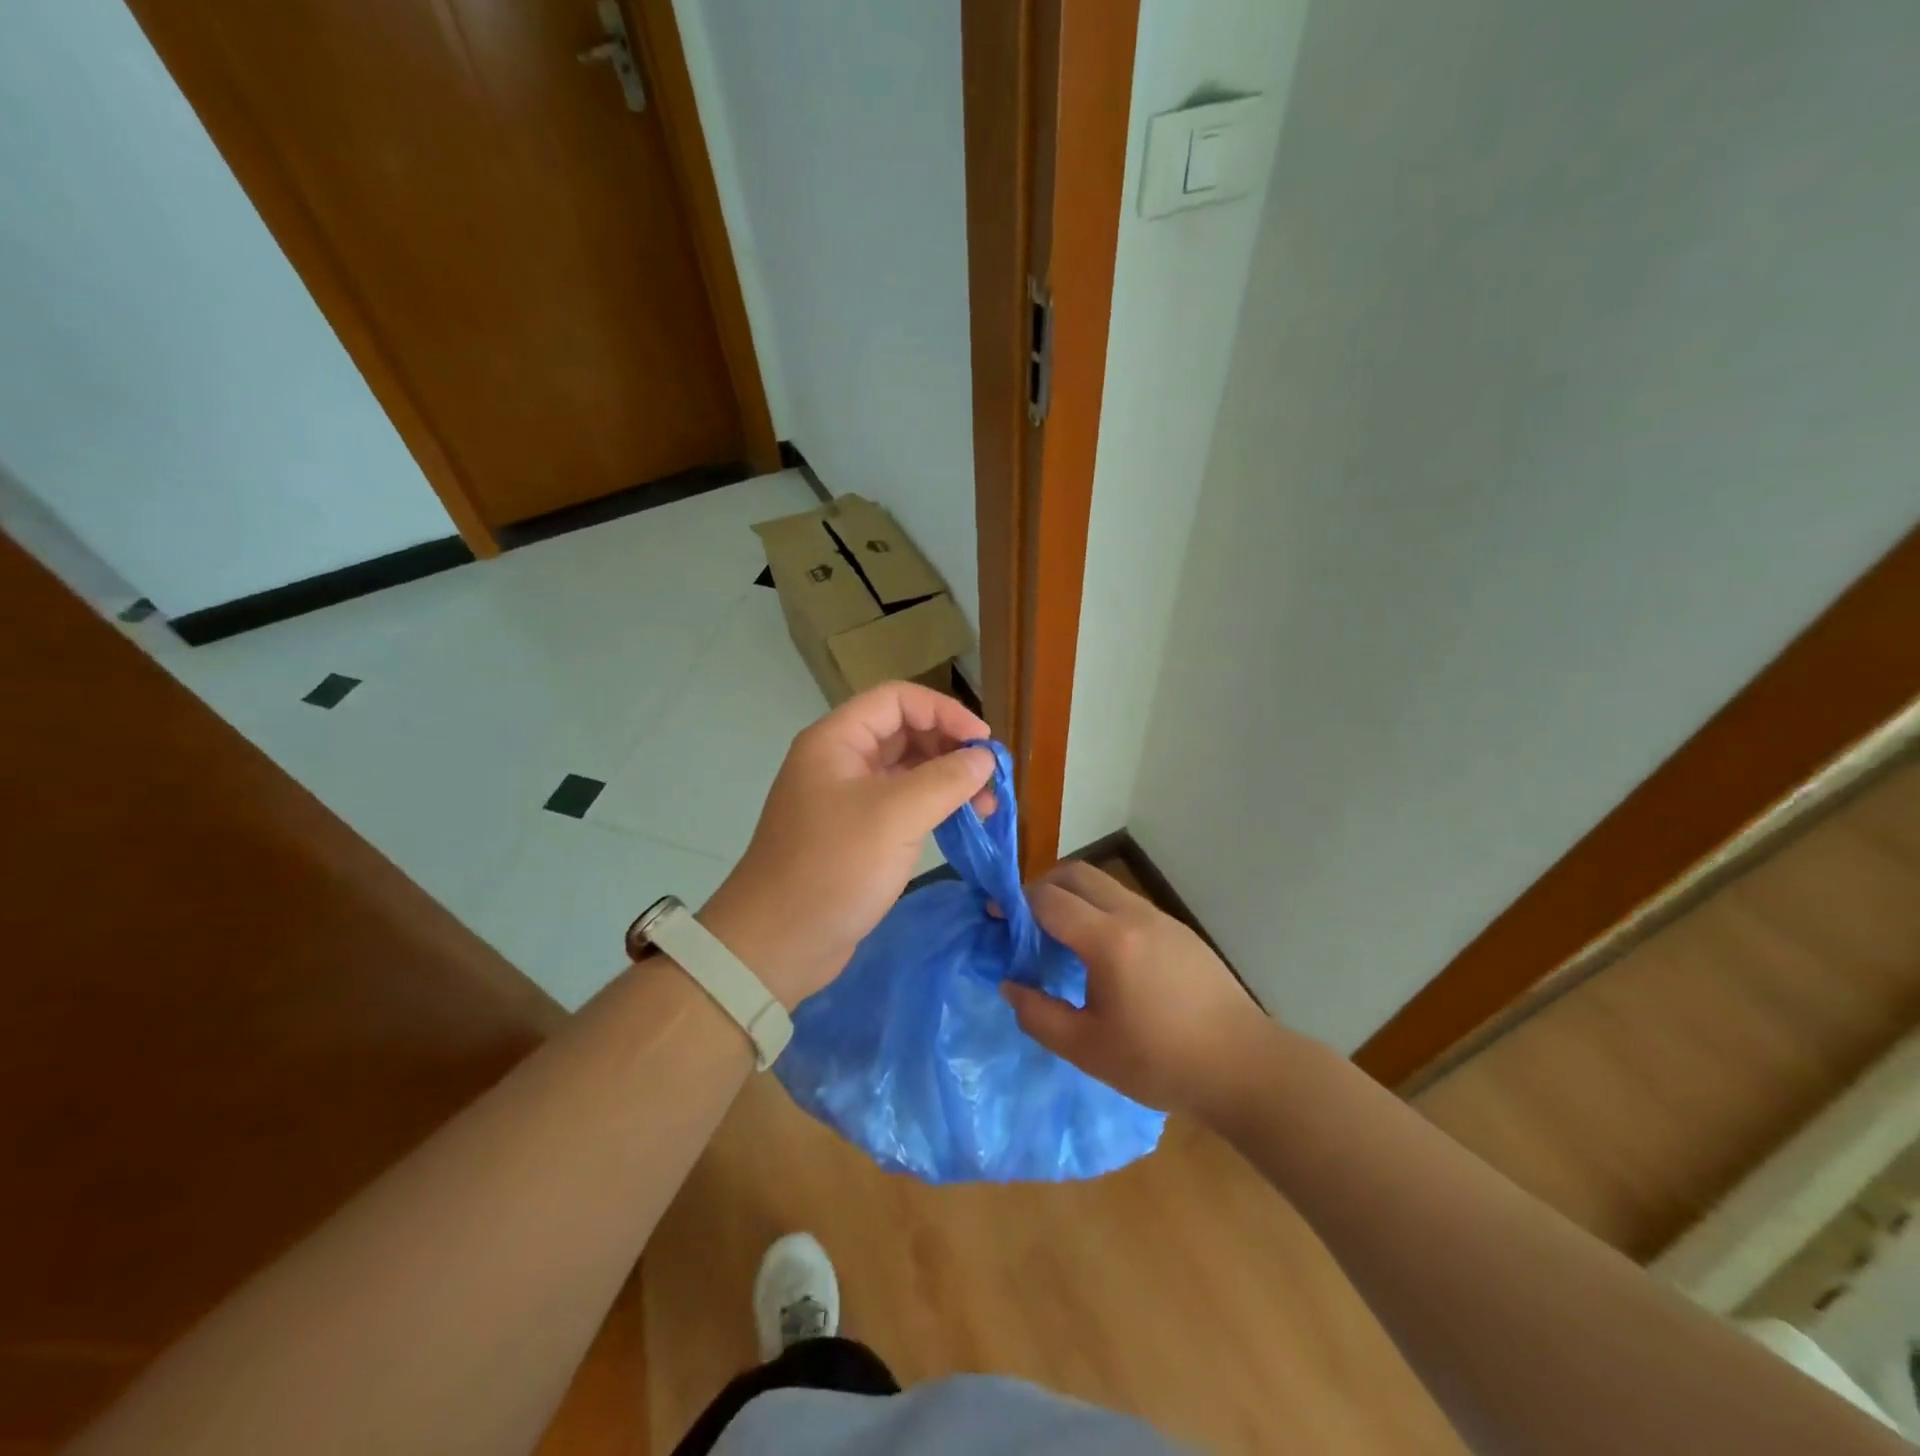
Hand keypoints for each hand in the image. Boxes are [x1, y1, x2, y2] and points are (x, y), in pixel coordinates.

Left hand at [698, 681, 994, 1007]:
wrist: (779, 943)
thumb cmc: (834, 867)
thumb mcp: (896, 816)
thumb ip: (946, 779)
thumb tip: (985, 758)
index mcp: (837, 740)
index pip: (897, 699)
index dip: (944, 711)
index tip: (983, 741)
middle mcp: (840, 760)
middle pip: (904, 732)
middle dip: (950, 747)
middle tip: (990, 777)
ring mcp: (847, 798)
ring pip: (906, 771)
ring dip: (947, 780)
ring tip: (986, 805)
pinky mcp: (857, 833)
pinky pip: (902, 804)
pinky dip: (934, 807)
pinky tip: (962, 823)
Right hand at [1002, 860, 1277, 1117]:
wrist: (1243, 1066)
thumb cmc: (1160, 1062)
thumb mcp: (1087, 1050)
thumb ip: (1039, 1015)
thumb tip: (1010, 985)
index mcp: (1108, 941)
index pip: (1049, 899)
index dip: (1016, 903)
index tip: (996, 917)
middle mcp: (1133, 915)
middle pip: (1076, 873)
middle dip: (1042, 886)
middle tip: (1024, 920)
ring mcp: (1160, 918)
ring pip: (1104, 885)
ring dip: (1074, 896)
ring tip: (1060, 937)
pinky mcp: (1179, 930)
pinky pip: (1127, 902)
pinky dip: (1100, 909)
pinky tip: (1102, 953)